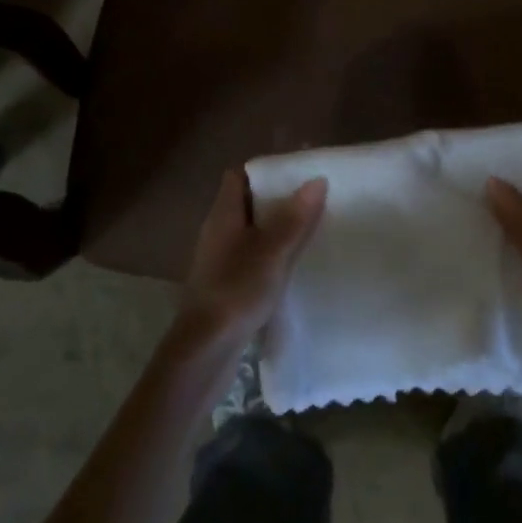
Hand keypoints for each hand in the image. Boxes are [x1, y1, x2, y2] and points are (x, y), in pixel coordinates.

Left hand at [178, 167, 327, 347]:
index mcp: (224, 214)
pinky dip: (271, 256)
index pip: (239, 176)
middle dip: (277, 200)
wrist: (204, 352)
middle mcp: (218, 231)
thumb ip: (295, 217)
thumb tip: (317, 180)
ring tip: (310, 230)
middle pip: (247, 203)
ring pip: (251, 233)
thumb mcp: (273, 251)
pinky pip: (251, 258)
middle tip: (312, 200)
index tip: (296, 173)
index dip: (265, 170)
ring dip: (276, 230)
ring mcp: (219, 260)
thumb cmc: (236, 291)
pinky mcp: (225, 286)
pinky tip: (293, 267)